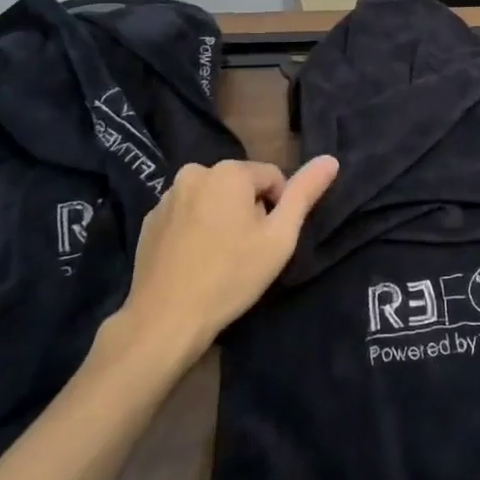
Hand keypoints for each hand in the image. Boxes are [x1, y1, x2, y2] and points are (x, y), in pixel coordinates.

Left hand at [110, 155, 339, 361]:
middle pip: (240, 187)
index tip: (268, 242)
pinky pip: (186, 216)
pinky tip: (195, 262)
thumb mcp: (280, 237)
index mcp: (229, 171)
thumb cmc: (231, 275)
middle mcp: (195, 172)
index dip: (278, 210)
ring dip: (221, 219)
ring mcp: (167, 197)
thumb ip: (304, 193)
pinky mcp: (149, 221)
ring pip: (212, 200)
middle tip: (246, 252)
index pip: (272, 178)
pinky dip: (195, 231)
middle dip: (249, 212)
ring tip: (220, 260)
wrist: (165, 319)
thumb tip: (330, 159)